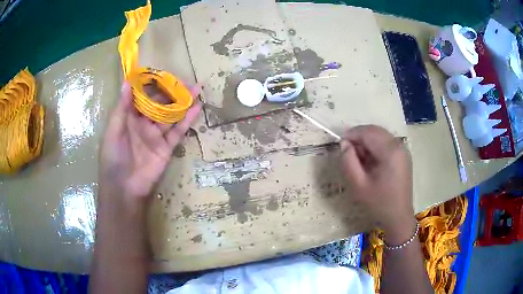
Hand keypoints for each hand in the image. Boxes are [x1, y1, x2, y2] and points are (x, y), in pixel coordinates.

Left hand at [99, 82, 201, 199]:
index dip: (151, 85)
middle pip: (159, 103)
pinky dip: (188, 120)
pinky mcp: (167, 147)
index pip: (142, 96)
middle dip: (170, 91)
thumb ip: (122, 107)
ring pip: (171, 114)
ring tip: (196, 88)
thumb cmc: (113, 157)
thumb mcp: (113, 130)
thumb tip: (127, 82)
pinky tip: (197, 107)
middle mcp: (144, 123)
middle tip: (183, 79)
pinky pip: (178, 131)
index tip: (161, 73)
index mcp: (129, 117)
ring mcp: (156, 135)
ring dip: (183, 102)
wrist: (124, 188)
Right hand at [340, 125, 413, 239]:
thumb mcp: (358, 185)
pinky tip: (369, 161)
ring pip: (380, 135)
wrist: (398, 217)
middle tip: (347, 151)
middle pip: (375, 131)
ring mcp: (403, 150)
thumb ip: (348, 161)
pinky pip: (386, 143)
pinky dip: (375, 146)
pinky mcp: (403, 156)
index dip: (352, 134)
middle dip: (359, 137)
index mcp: (390, 151)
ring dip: (367, 141)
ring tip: (358, 158)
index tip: (340, 144)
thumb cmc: (378, 203)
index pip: (368, 132)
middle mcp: (399, 145)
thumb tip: (344, 144)